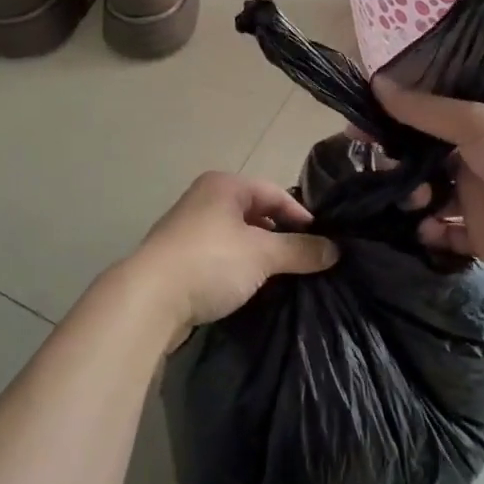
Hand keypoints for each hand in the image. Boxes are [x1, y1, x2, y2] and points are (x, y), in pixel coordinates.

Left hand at [121, 173, 337, 340]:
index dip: (300, 215)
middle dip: (280, 236)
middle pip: (254, 213)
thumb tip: (334, 250)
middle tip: (305, 260)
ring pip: (236, 237)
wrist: (149, 298)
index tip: (321, 242)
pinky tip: (250, 288)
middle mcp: (204, 199)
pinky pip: (219, 256)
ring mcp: (188, 229)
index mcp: (223, 185)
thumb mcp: (262, 254)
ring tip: (282, 277)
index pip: (274, 193)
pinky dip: (238, 268)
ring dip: (259, 255)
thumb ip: (300, 250)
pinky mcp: (179, 258)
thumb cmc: (210, 261)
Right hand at [372, 78, 483, 279]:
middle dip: (396, 164)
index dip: (391, 122)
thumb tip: (376, 84)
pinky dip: (429, 232)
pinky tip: (426, 228)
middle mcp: (471, 159)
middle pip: (420, 160)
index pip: (423, 119)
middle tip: (381, 170)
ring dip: (411, 198)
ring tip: (416, 201)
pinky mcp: (478, 238)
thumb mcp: (475, 123)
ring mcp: (475, 200)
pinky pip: (442, 235)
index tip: (357, 129)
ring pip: (427, 198)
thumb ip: (424, 110)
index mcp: (476, 126)